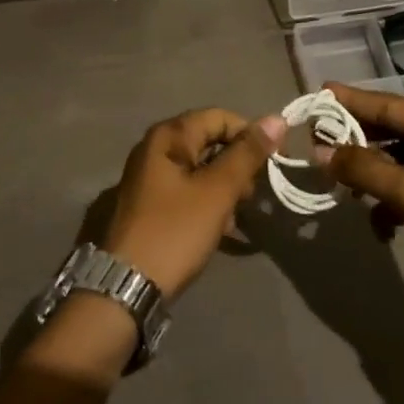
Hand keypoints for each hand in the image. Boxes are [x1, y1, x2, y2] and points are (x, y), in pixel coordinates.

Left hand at [102, 109, 284, 297]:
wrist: (127, 286)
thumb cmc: (175, 231)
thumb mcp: (217, 191)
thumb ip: (247, 154)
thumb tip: (276, 119)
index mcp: (168, 136)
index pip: (219, 117)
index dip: (251, 134)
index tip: (276, 161)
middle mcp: (155, 148)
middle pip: (209, 141)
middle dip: (237, 164)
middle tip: (254, 194)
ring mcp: (150, 177)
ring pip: (201, 168)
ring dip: (225, 187)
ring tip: (239, 214)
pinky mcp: (150, 204)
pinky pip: (188, 190)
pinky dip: (208, 202)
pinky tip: (222, 228)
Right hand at [316, 81, 403, 312]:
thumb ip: (366, 169)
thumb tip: (320, 150)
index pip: (392, 105)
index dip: (353, 100)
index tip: (319, 93)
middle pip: (392, 131)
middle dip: (355, 138)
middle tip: (315, 139)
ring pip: (396, 162)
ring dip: (368, 174)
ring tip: (339, 185)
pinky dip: (386, 203)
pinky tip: (378, 226)